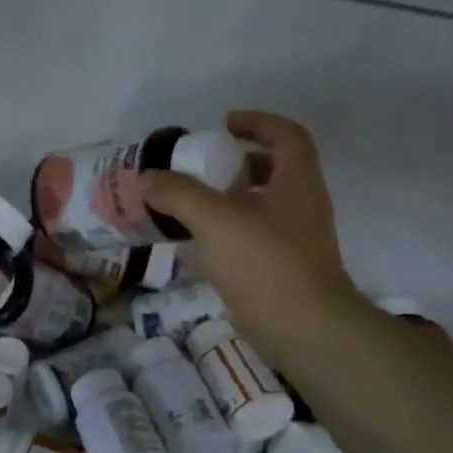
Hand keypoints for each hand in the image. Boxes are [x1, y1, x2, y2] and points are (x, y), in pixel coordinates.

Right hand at [146, 110, 360, 366]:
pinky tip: (200, 245)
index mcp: (297, 181)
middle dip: (239, 163)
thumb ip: (179, 193)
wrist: (305, 330)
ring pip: (264, 206)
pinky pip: (255, 237)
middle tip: (203, 167)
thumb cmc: (265, 262)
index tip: (223, 124)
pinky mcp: (286, 269)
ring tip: (192, 205)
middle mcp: (302, 205)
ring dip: (230, 199)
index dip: (257, 122)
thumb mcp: (215, 219)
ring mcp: (297, 240)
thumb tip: (147, 178)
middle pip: (276, 169)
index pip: (286, 135)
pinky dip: (228, 232)